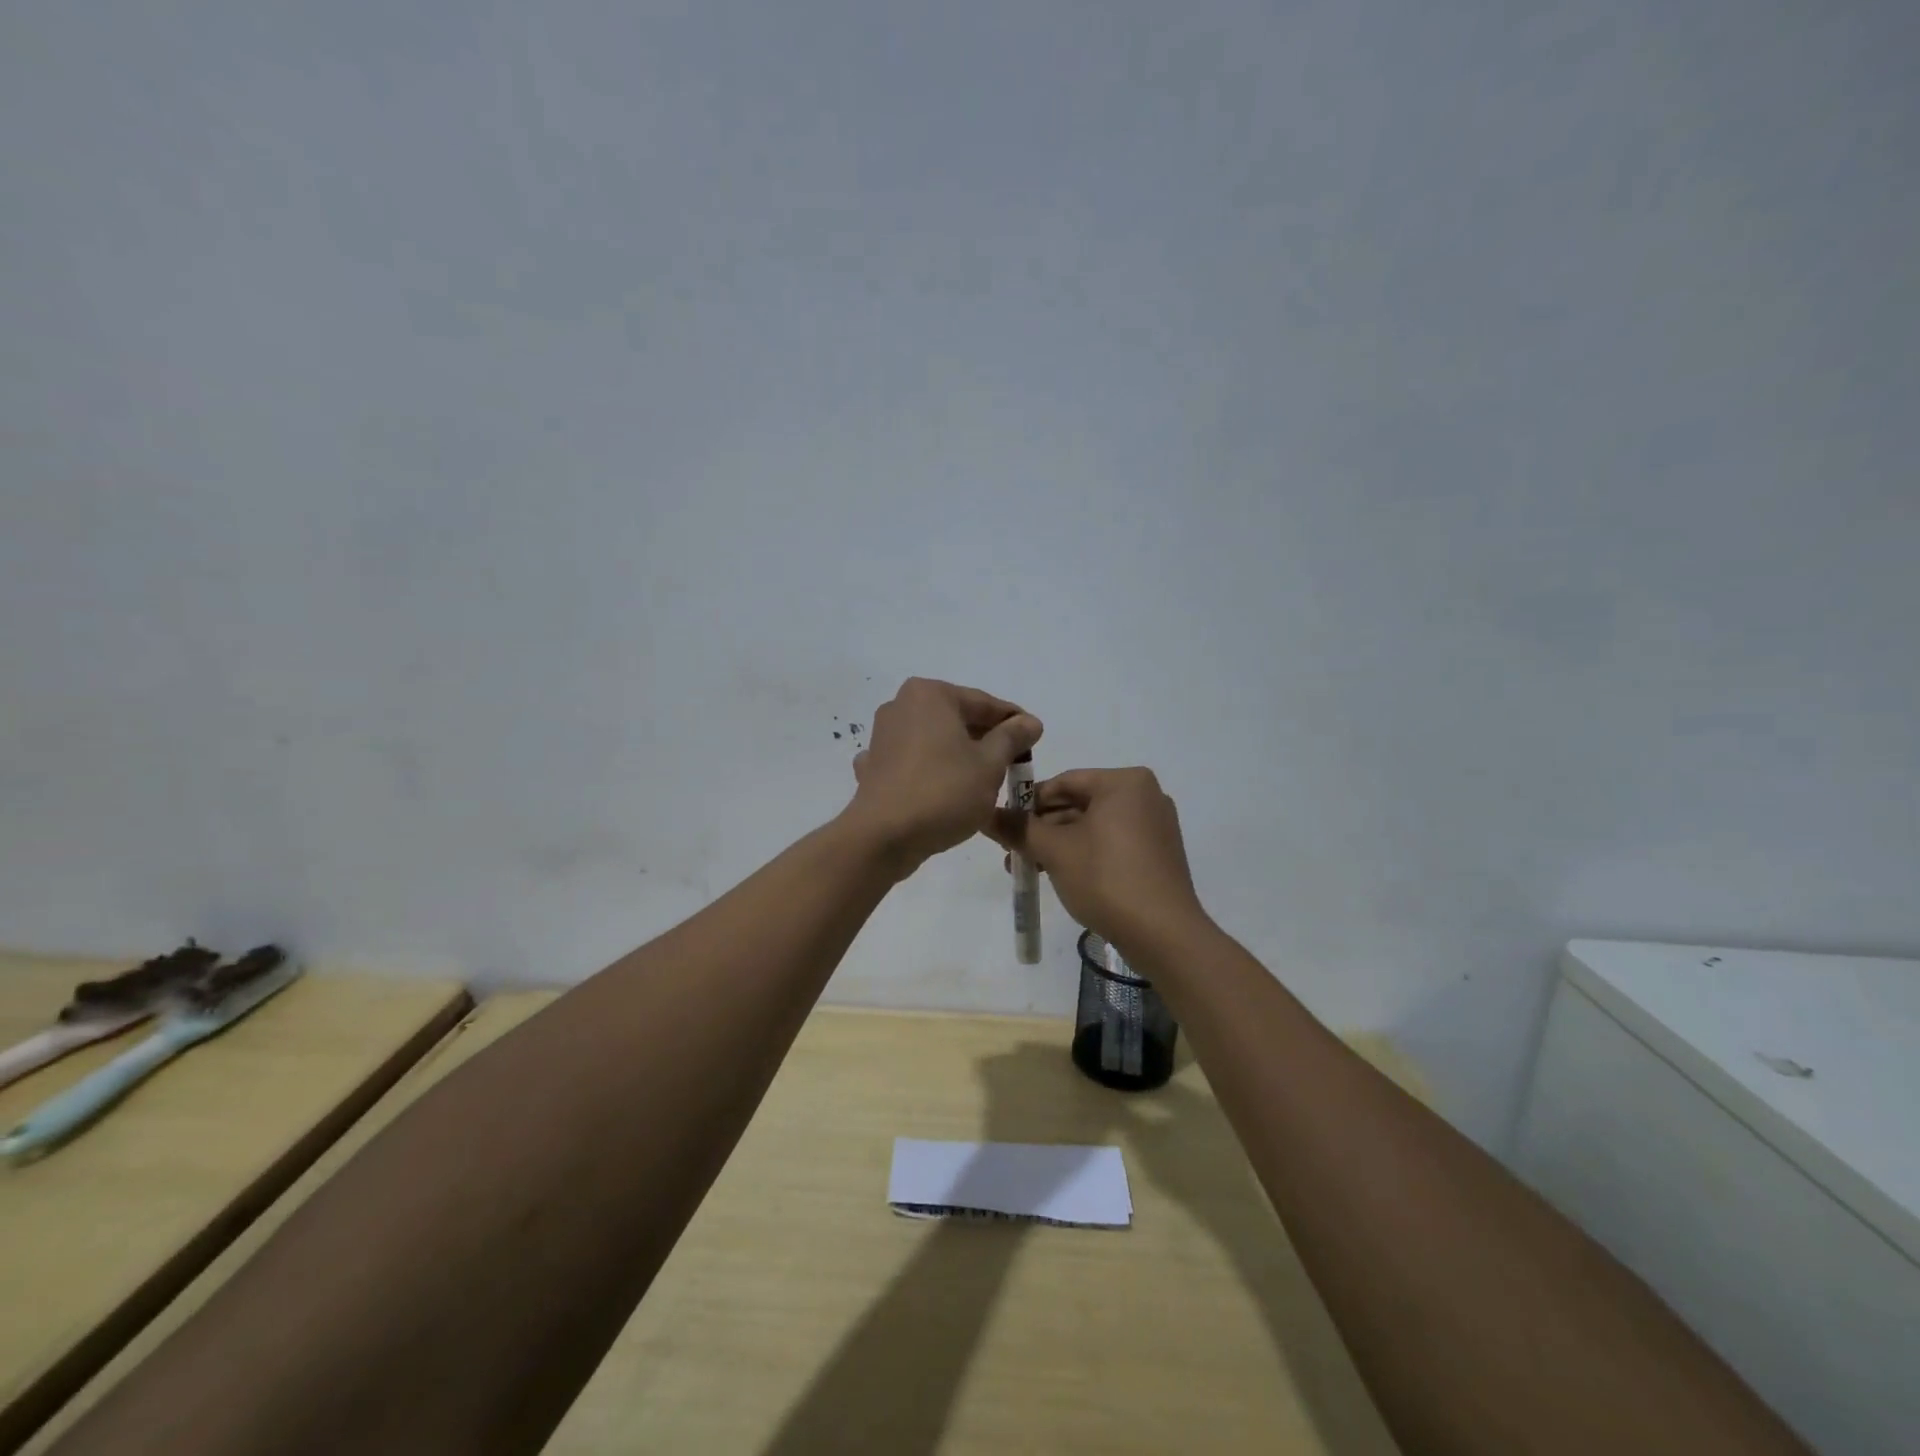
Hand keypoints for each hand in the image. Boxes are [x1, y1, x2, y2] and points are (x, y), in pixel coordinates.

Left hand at [845, 678, 1042, 876]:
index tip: (1035, 739)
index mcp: (930, 694)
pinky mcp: (874, 767)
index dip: (1014, 722)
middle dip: (985, 739)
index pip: (984, 703)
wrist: (883, 837)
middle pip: (957, 719)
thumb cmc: (943, 792)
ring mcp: (882, 736)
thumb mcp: (990, 764)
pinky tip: (940, 788)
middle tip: (1013, 763)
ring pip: (934, 740)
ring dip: (958, 755)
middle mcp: (900, 705)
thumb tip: (1030, 722)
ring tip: (983, 780)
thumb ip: (1012, 738)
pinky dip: (929, 771)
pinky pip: (912, 762)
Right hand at [989, 767, 1208, 954]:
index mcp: (1125, 782)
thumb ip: (1018, 828)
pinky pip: (1110, 844)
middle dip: (1042, 829)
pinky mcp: (1156, 854)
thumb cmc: (1106, 879)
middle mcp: (1145, 795)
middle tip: (1011, 852)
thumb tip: (985, 815)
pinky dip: (1083, 855)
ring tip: (1027, 869)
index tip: (1003, 825)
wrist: (1164, 935)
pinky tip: (1058, 875)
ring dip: (1058, 845)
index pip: (1064, 782)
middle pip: (1078, 804)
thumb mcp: (1055, 851)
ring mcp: (1154, 826)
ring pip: (1092, 827)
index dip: (1028, 802)